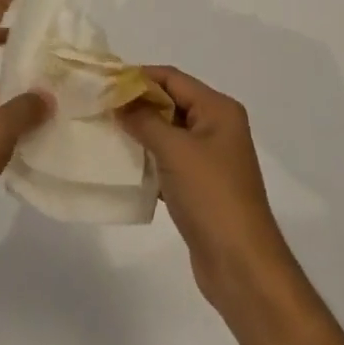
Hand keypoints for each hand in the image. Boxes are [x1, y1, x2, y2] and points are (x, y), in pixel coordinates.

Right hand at [119, 66, 294, 311]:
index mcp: (218, 109)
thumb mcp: (174, 150)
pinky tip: (125, 165)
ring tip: (107, 132)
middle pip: (171, 103)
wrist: (241, 267)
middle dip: (138, 104)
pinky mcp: (202, 187)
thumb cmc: (211, 196)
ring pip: (169, 133)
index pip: (172, 78)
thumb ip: (144, 120)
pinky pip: (170, 161)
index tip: (106, 82)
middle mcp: (217, 127)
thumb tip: (119, 102)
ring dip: (141, 133)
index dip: (139, 77)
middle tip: (101, 107)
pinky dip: (150, 160)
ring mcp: (211, 159)